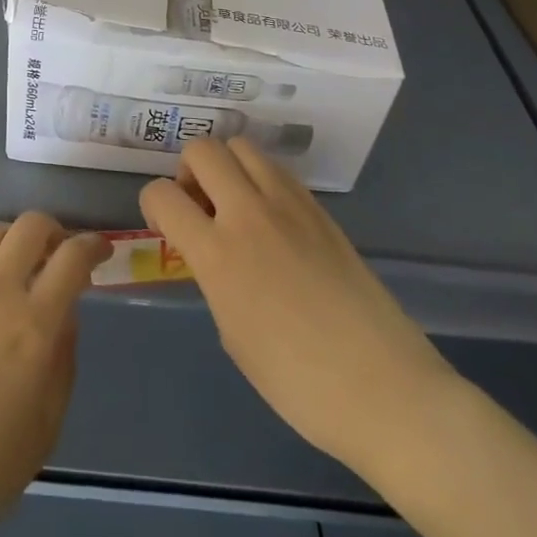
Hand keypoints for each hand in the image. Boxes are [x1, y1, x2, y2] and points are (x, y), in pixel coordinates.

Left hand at [0, 214, 108, 536]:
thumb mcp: (43, 430)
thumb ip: (62, 363)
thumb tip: (65, 316)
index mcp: (33, 327)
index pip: (72, 259)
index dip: (93, 246)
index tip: (102, 251)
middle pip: (30, 226)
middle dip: (54, 231)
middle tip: (59, 255)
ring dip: (12, 239)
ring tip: (16, 265)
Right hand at [140, 138, 451, 472]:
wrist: (384, 389)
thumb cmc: (298, 383)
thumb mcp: (233, 333)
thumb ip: (214, 277)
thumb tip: (213, 253)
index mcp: (218, 254)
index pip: (162, 194)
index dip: (152, 204)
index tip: (164, 225)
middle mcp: (249, 214)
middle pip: (203, 150)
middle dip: (189, 171)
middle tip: (200, 207)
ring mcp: (289, 205)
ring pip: (242, 147)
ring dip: (227, 167)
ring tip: (236, 205)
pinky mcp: (320, 209)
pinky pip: (277, 170)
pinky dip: (261, 180)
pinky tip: (273, 220)